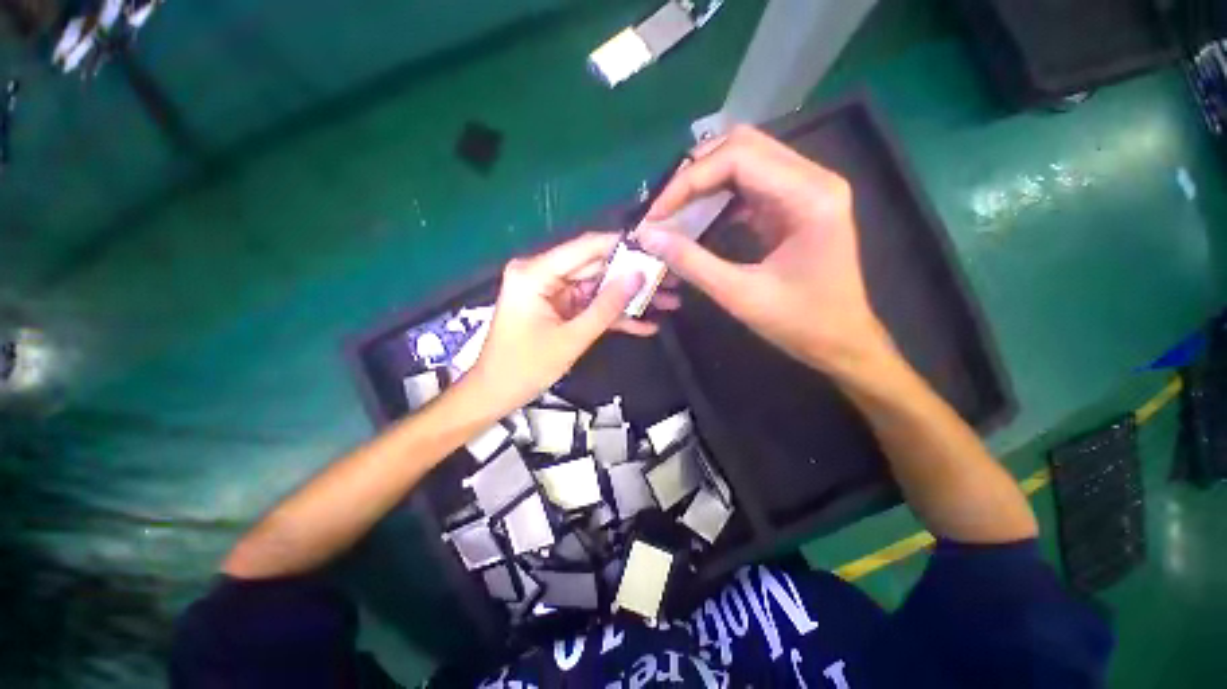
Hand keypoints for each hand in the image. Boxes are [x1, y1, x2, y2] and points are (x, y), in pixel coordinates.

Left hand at [466, 232, 679, 414]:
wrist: (496, 394)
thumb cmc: (525, 368)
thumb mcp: (571, 339)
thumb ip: (606, 307)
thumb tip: (639, 276)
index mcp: (535, 273)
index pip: (585, 248)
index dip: (622, 245)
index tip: (658, 246)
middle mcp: (543, 274)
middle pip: (595, 267)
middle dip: (632, 276)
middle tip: (670, 278)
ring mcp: (552, 292)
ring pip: (598, 288)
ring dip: (628, 298)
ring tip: (668, 301)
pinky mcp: (559, 308)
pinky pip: (590, 306)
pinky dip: (613, 316)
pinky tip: (645, 324)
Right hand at [636, 126, 889, 373]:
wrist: (840, 340)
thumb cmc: (799, 322)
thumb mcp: (740, 294)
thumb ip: (692, 262)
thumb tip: (649, 236)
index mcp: (809, 196)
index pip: (738, 157)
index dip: (688, 180)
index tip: (656, 214)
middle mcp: (812, 179)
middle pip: (742, 147)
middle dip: (694, 174)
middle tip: (663, 208)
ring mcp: (805, 189)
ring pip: (744, 161)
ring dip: (704, 183)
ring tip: (673, 212)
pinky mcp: (794, 204)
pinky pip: (749, 185)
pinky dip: (718, 198)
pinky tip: (698, 220)